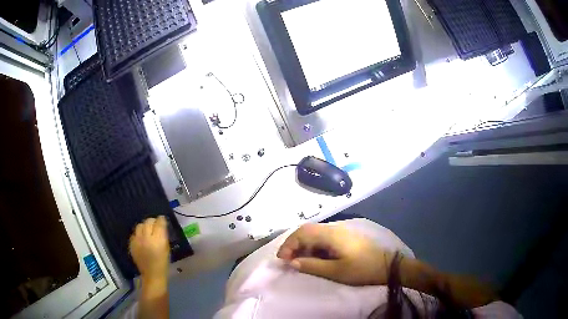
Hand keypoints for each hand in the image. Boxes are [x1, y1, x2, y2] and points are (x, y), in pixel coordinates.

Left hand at [129, 216, 169, 280]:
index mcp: (158, 239)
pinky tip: (141, 240)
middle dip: (152, 222)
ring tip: (147, 232)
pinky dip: (138, 234)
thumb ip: (163, 235)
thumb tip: (161, 225)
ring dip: (144, 227)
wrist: (152, 274)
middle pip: (148, 221)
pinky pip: (134, 234)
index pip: (159, 222)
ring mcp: (137, 240)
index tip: (162, 221)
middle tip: (155, 226)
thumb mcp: (167, 248)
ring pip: (140, 225)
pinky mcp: (131, 244)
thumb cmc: (163, 262)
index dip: (161, 220)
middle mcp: (146, 237)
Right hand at [277, 223, 393, 285]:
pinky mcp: (346, 237)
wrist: (388, 266)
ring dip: (304, 245)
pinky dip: (314, 247)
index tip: (282, 259)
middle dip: (294, 244)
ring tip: (298, 261)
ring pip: (315, 234)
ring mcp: (342, 232)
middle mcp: (335, 228)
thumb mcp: (336, 271)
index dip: (289, 244)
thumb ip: (312, 266)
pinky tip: (313, 258)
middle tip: (288, 260)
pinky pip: (324, 238)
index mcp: (332, 234)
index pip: (303, 232)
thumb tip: (292, 262)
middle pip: (308, 230)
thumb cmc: (363, 269)